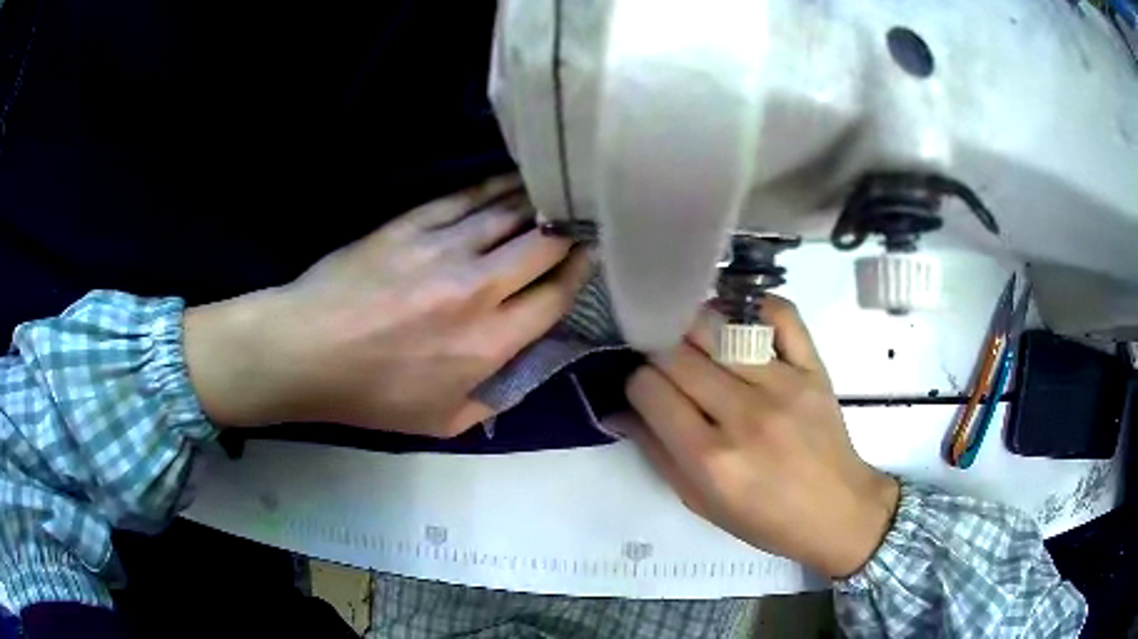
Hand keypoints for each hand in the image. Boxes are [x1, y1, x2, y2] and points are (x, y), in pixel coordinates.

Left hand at [184, 175, 590, 436]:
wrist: (305, 350)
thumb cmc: (370, 396)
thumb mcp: (440, 422)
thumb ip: (493, 399)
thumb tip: (524, 370)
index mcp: (487, 342)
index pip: (554, 297)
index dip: (580, 274)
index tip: (591, 258)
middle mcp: (476, 288)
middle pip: (542, 247)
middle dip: (569, 233)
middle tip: (581, 221)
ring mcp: (442, 249)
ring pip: (508, 214)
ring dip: (537, 203)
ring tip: (555, 194)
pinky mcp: (411, 225)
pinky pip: (464, 198)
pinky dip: (493, 188)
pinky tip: (509, 181)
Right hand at [624, 298, 899, 577]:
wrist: (837, 511)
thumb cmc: (765, 520)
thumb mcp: (700, 502)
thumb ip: (657, 454)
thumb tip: (618, 410)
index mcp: (710, 458)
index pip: (649, 389)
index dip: (636, 383)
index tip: (644, 389)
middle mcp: (744, 415)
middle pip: (677, 354)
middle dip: (658, 353)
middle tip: (664, 363)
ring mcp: (783, 385)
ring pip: (718, 328)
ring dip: (693, 327)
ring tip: (693, 339)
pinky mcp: (813, 368)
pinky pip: (780, 314)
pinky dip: (753, 305)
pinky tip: (739, 318)